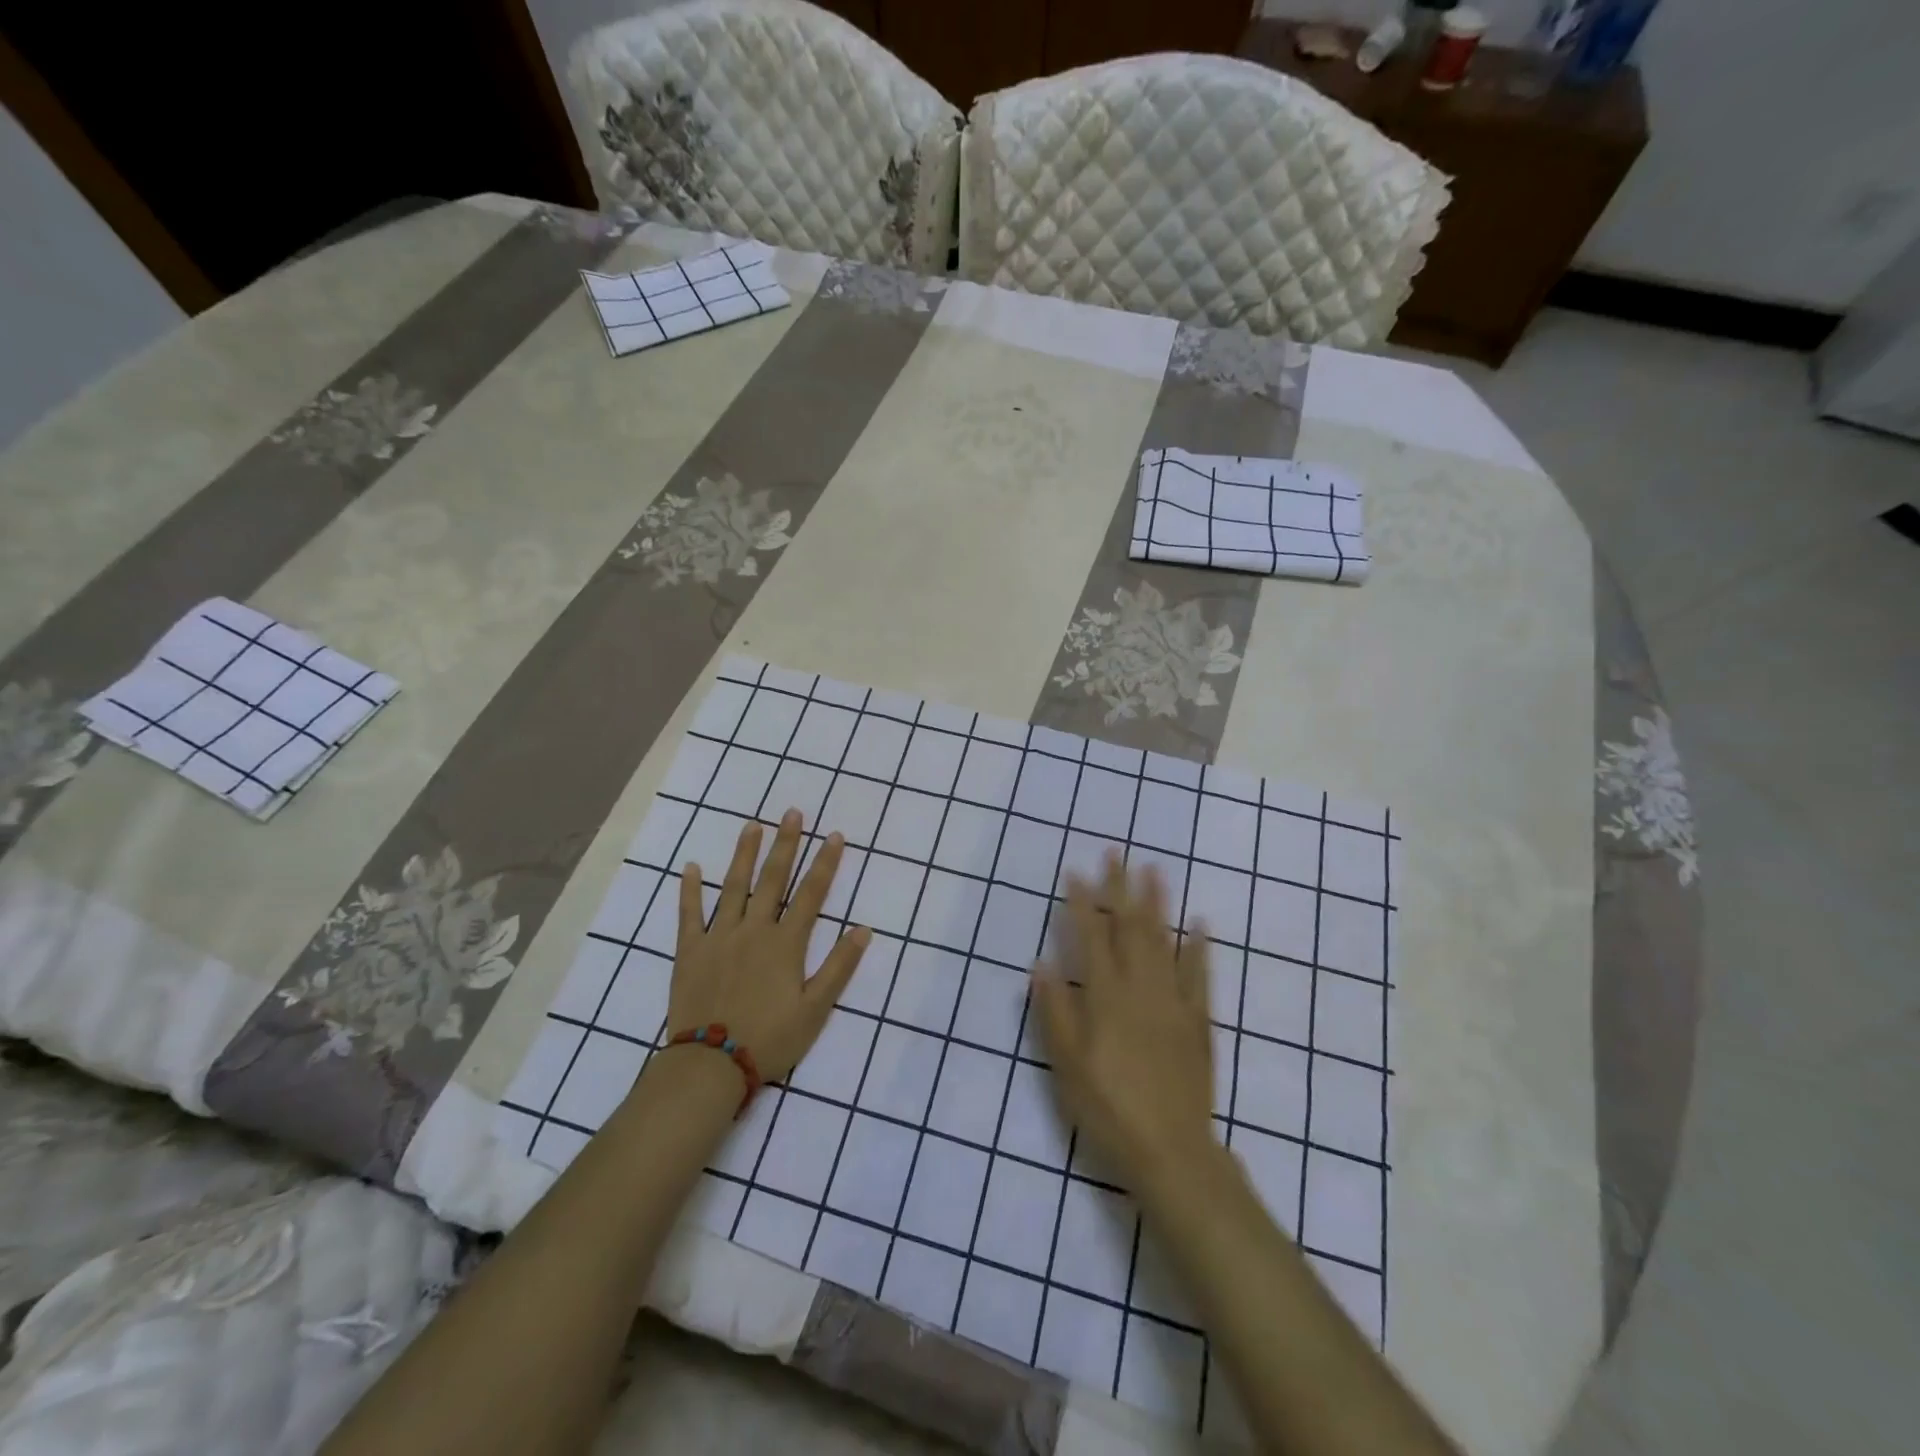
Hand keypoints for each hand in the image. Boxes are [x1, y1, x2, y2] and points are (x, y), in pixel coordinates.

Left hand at [667, 809, 869, 1082]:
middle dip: (786, 845)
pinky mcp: (690, 951)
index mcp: (785, 943)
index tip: (835, 835)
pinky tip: (691, 867)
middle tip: (792, 813)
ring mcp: (719, 937)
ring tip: (752, 826)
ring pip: (733, 887)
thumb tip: (863, 929)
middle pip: (773, 880)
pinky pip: (689, 914)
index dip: (825, 863)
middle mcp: (754, 930)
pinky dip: (689, 890)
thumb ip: (839, 967)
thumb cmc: (770, 1039)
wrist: (711, 1066)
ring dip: (744, 854)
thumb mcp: (815, 1009)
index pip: (811, 894)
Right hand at [1033, 850, 1215, 1189]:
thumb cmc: (1108, 1108)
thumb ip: (1053, 1011)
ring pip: (1165, 941)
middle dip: (1122, 887)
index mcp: (1105, 997)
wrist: (1171, 1151)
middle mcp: (1140, 989)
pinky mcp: (1199, 1022)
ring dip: (1158, 903)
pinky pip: (1200, 976)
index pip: (1091, 937)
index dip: (1082, 903)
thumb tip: (1040, 964)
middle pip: (1130, 928)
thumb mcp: (1066, 1065)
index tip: (1076, 872)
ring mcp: (1174, 1002)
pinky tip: (1200, 924)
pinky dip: (1200, 948)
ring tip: (1155, 870)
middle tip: (1118, 852)